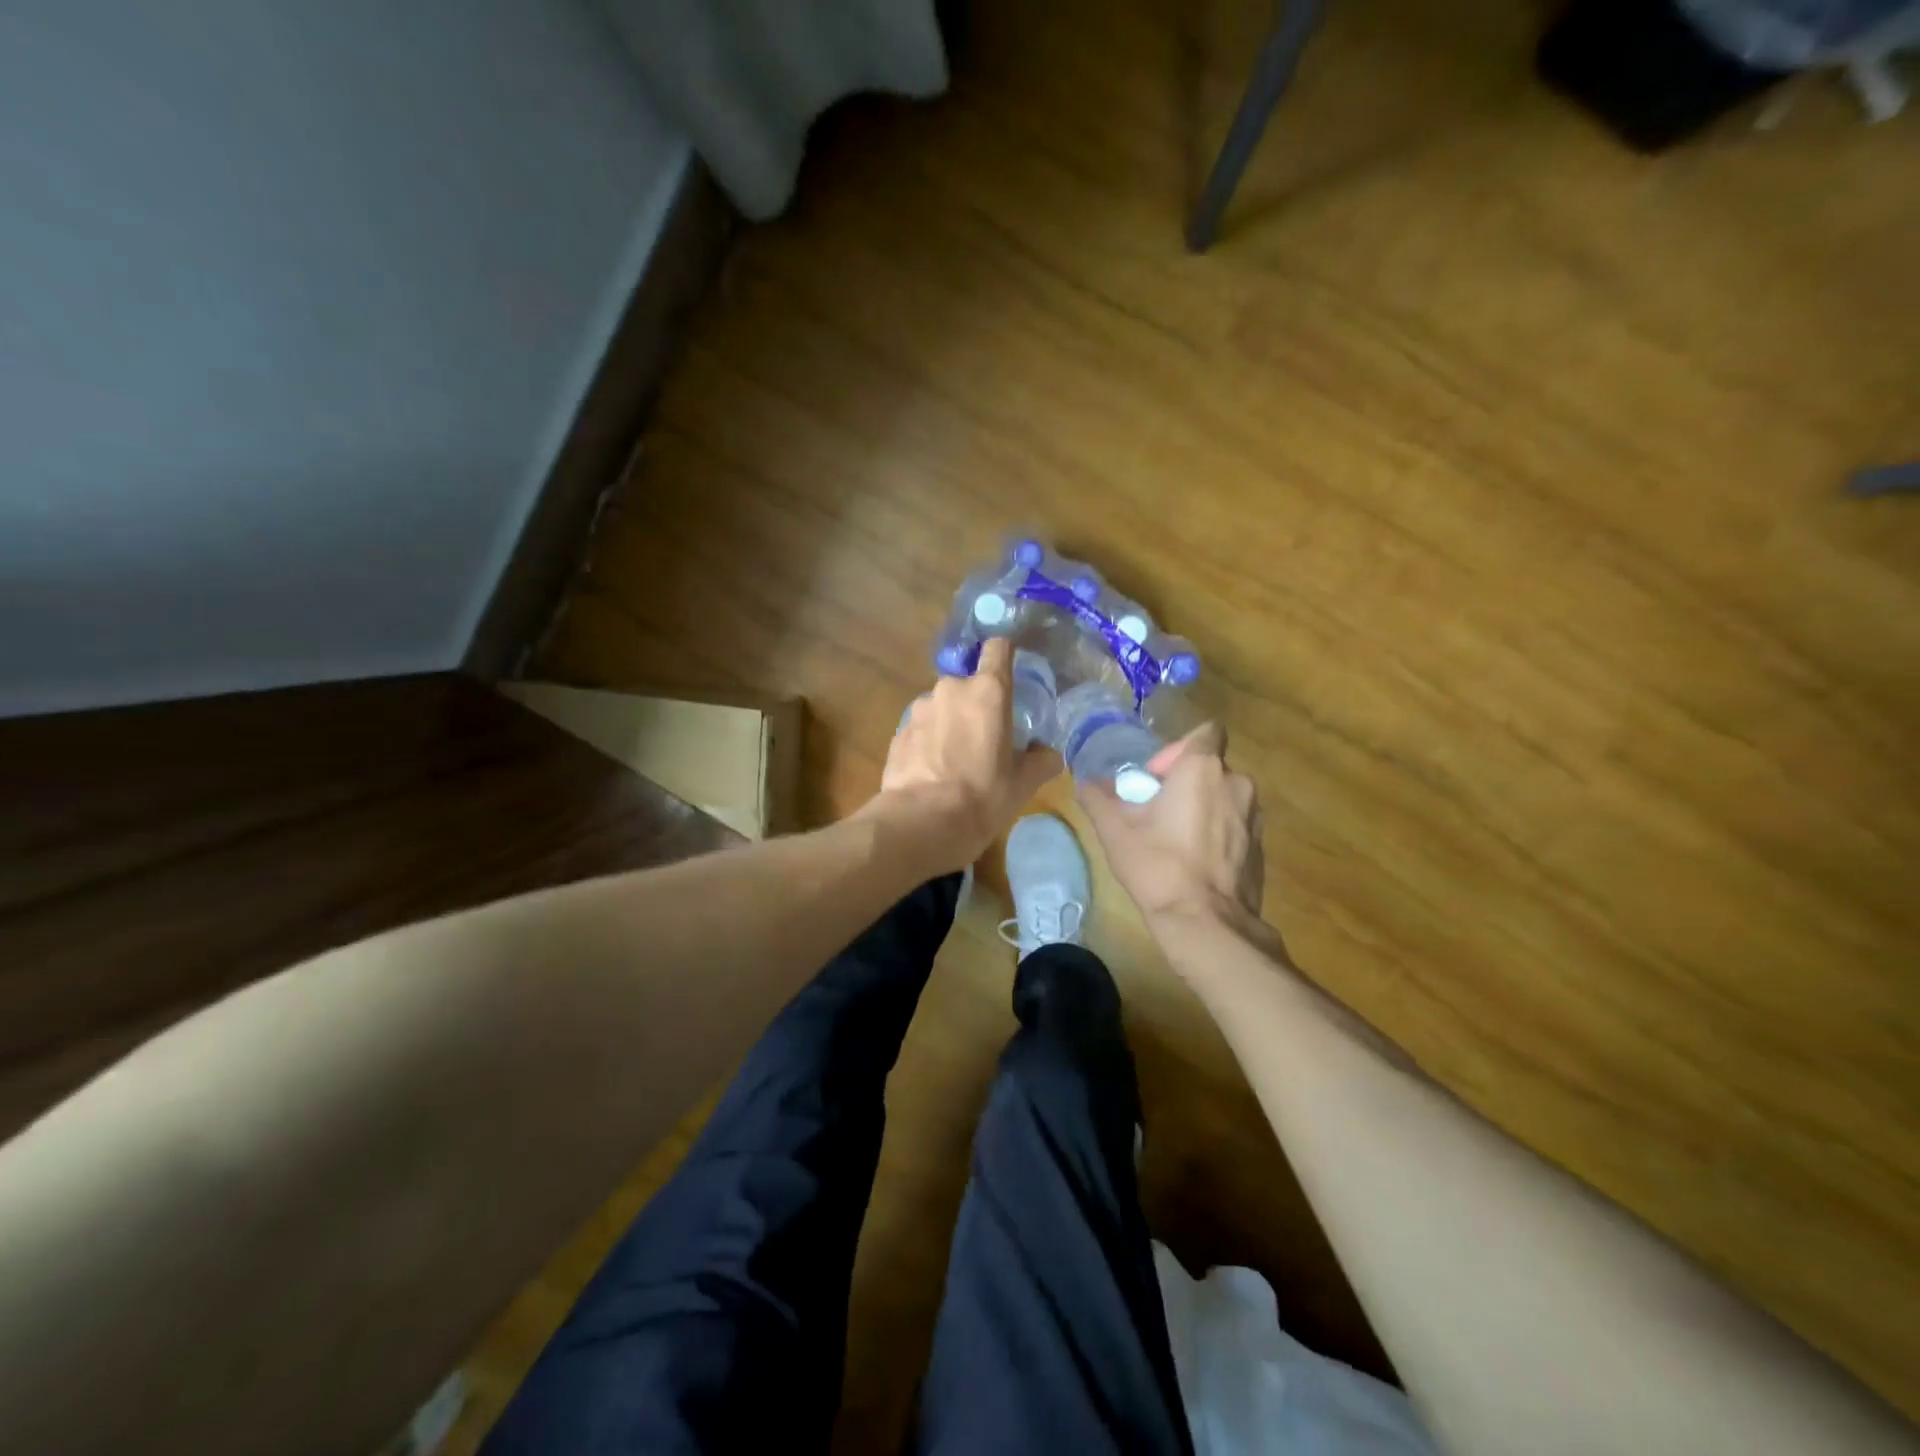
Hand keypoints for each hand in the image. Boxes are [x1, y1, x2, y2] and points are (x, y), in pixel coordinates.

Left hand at [875, 638, 1060, 870]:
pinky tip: (933, 772)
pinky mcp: (898, 732)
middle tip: (986, 739)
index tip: (1010, 671)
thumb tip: (1048, 753)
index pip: (998, 649)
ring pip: (942, 706)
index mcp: (988, 692)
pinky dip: (929, 741)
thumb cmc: (982, 798)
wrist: (920, 824)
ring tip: (956, 760)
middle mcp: (951, 689)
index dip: (1005, 654)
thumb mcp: (1023, 784)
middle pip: (969, 684)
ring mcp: (919, 709)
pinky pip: (921, 728)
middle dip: (977, 705)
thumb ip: (1041, 761)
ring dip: (950, 723)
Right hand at [1078, 722, 1264, 929]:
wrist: (1206, 923)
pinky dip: (1217, 832)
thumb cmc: (1158, 866)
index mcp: (1203, 768)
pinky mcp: (1261, 845)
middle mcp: (1237, 782)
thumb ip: (1098, 797)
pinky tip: (1195, 861)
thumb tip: (1087, 783)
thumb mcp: (1115, 830)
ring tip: (1174, 839)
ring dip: (1201, 806)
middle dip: (1183, 782)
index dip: (1178, 748)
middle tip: (1155, 811)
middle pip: (1209, 766)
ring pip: (1223, 796)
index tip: (1156, 777)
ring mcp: (1255, 815)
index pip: (1206, 731)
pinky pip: (1235, 823)